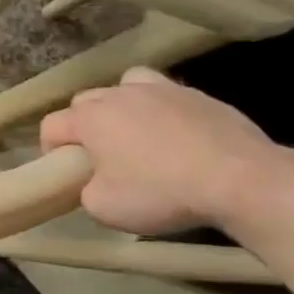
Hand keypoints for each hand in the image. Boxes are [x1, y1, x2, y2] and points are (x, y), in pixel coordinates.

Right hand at [38, 68, 279, 235]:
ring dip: (121, 106)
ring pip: (126, 86)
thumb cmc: (161, 193)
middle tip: (99, 157)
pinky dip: (162, 111)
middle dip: (83, 125)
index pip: (51, 125)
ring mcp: (163, 89)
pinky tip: (177, 138)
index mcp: (91, 117)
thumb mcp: (103, 208)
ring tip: (135, 134)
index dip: (50, 150)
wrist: (242, 180)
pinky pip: (166, 95)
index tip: (66, 174)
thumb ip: (85, 189)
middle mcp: (120, 94)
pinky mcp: (200, 95)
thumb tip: (94, 182)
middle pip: (85, 101)